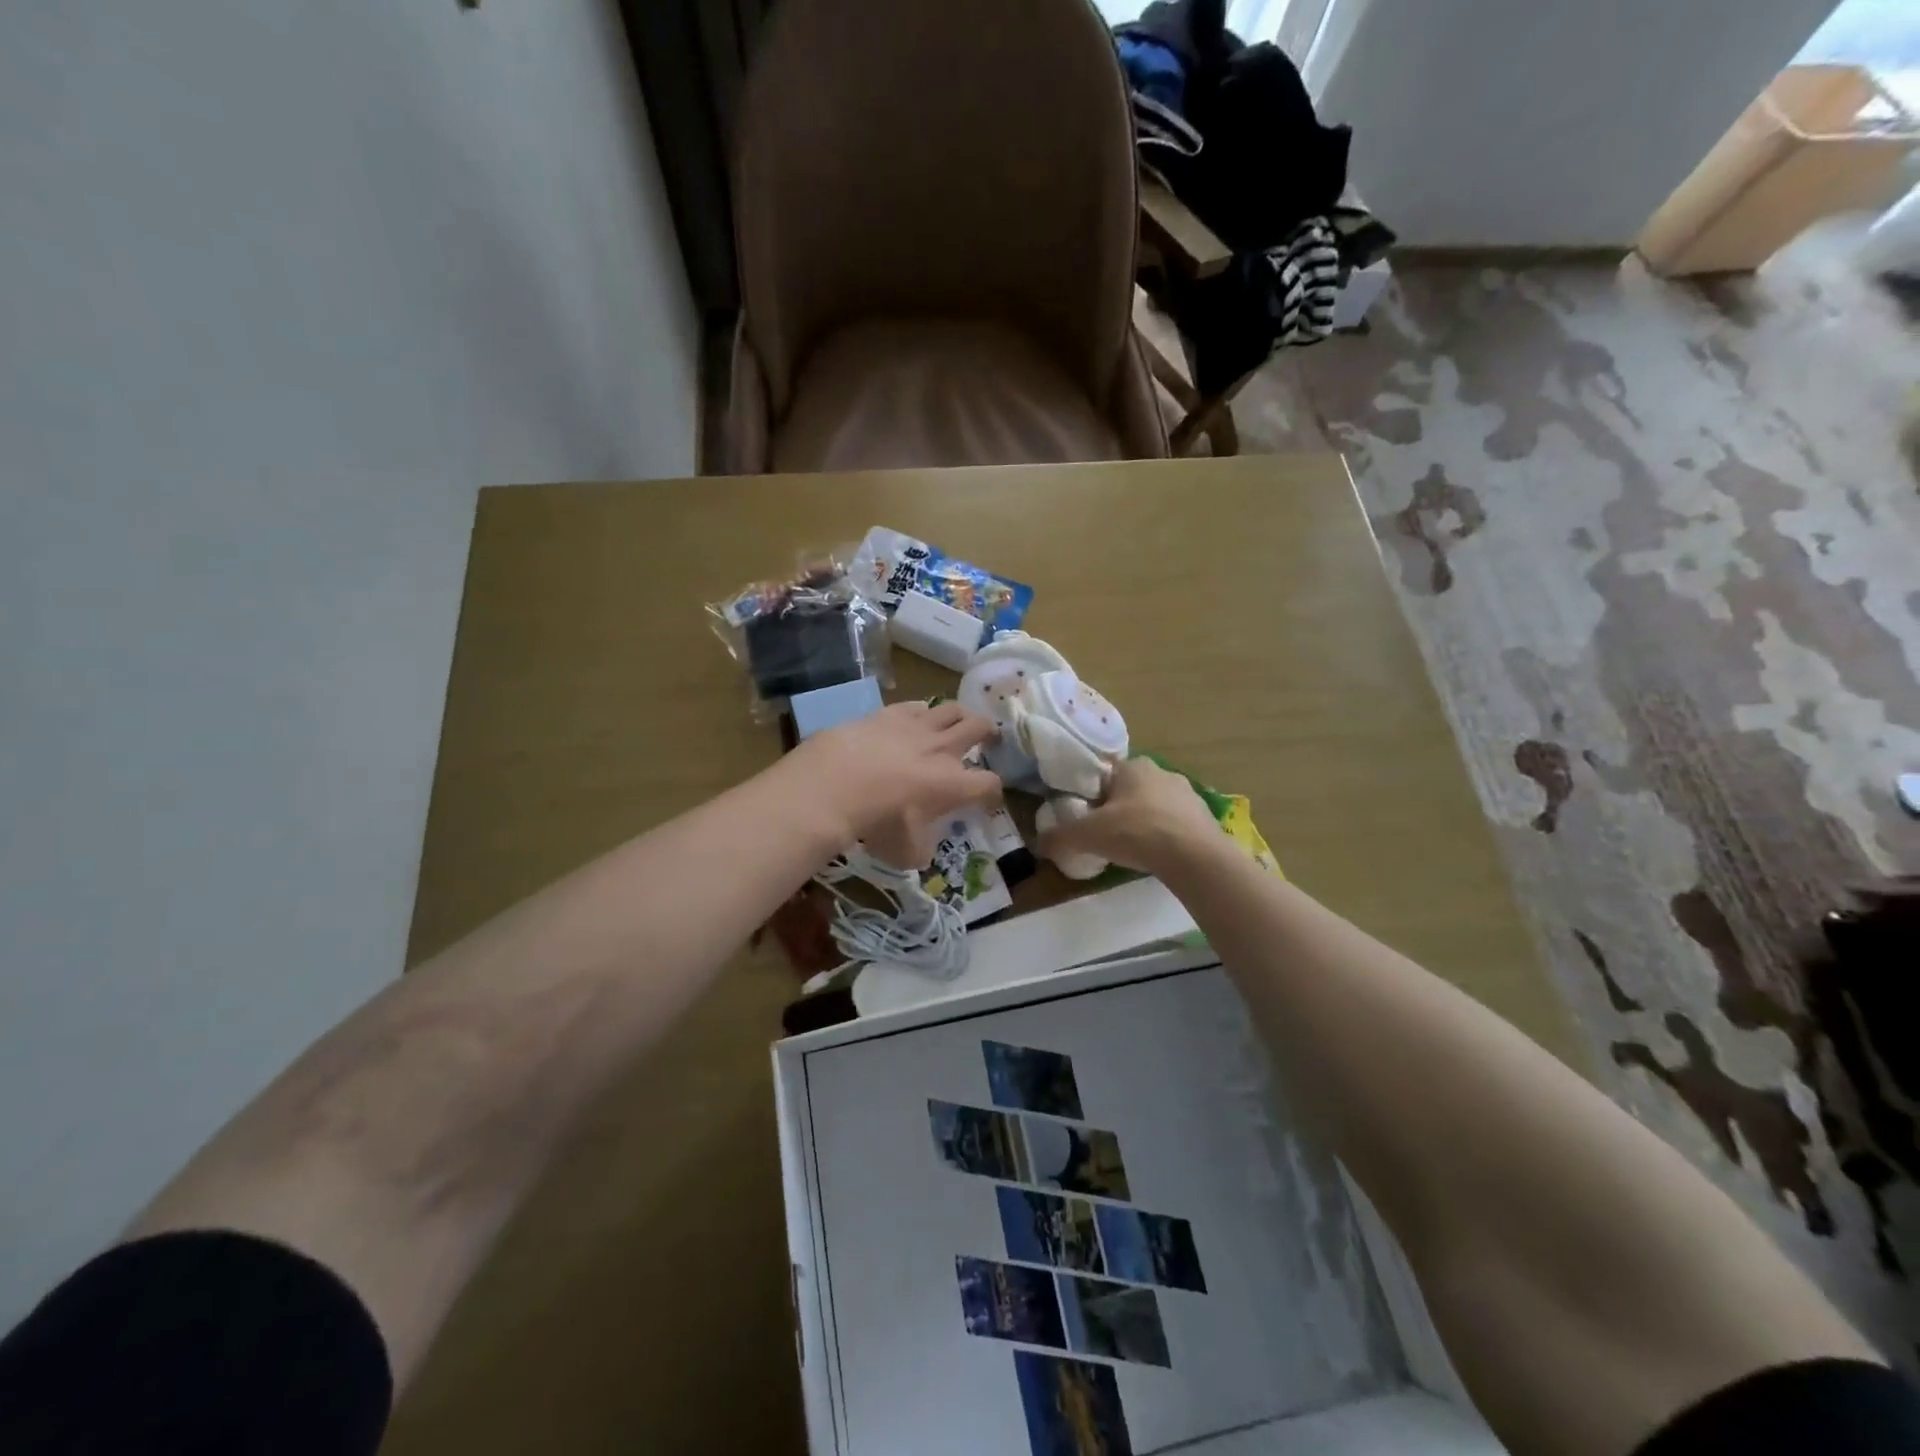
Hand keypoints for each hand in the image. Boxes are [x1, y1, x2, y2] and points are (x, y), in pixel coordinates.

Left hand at [786, 700, 1000, 864]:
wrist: (835, 784)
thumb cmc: (877, 822)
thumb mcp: (904, 852)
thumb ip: (921, 849)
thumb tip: (921, 849)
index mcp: (954, 784)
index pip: (988, 784)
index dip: (993, 792)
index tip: (988, 799)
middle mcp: (943, 750)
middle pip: (979, 729)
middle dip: (989, 734)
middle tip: (990, 738)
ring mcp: (917, 726)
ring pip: (952, 709)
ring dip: (962, 715)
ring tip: (961, 720)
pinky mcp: (890, 713)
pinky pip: (917, 705)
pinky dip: (923, 711)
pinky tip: (919, 715)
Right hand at [1034, 757, 1226, 877]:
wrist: (1195, 857)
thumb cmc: (1137, 833)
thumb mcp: (1088, 836)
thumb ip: (1060, 837)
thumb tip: (1039, 843)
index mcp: (1132, 767)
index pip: (1105, 774)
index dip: (1092, 795)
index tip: (1086, 817)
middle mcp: (1161, 772)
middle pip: (1129, 790)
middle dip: (1117, 810)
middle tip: (1105, 836)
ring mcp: (1187, 794)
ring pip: (1154, 806)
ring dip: (1143, 822)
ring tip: (1132, 849)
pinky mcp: (1204, 817)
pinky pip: (1175, 824)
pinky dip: (1165, 836)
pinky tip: (1158, 856)